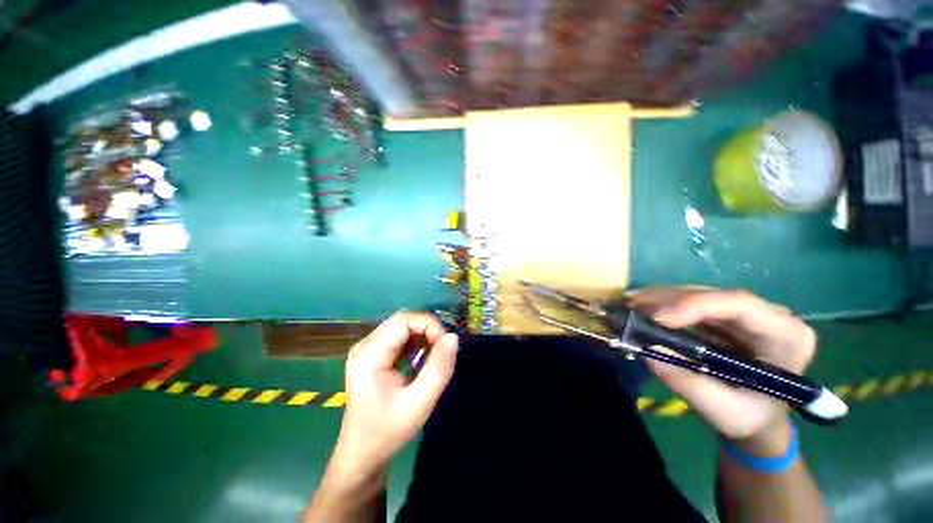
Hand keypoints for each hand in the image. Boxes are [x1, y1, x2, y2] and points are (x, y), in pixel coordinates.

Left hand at [334, 312, 458, 469]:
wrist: (362, 454)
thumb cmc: (388, 432)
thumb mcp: (419, 404)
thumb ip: (438, 370)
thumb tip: (453, 337)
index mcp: (369, 354)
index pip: (403, 320)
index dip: (429, 325)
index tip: (445, 345)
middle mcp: (365, 345)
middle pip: (402, 320)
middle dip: (428, 329)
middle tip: (442, 350)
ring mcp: (368, 349)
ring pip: (403, 326)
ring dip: (423, 335)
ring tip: (433, 356)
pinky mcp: (374, 354)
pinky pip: (400, 337)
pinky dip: (416, 342)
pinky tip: (421, 359)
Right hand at [626, 288, 815, 452]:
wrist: (757, 419)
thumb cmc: (750, 419)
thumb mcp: (723, 411)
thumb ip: (689, 383)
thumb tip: (648, 350)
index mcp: (786, 336)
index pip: (741, 305)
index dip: (696, 305)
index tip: (658, 318)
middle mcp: (768, 316)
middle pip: (714, 296)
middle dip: (670, 299)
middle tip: (633, 304)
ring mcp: (745, 314)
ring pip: (699, 295)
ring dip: (661, 298)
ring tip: (631, 303)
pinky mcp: (724, 317)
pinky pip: (690, 303)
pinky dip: (663, 304)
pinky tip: (641, 305)